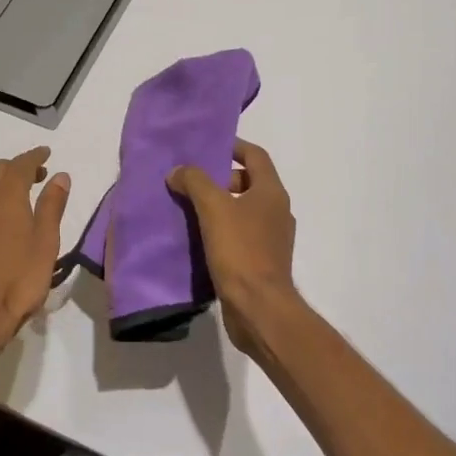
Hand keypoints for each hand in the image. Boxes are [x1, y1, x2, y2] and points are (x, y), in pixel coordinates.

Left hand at [0, 147, 70, 357]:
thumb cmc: (20, 280)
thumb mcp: (46, 242)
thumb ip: (52, 205)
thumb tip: (59, 176)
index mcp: (6, 196)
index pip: (20, 164)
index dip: (34, 157)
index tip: (46, 155)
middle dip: (16, 170)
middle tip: (34, 179)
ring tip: (4, 202)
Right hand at [167, 139, 303, 356]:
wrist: (259, 308)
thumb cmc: (241, 250)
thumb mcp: (213, 208)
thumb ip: (194, 182)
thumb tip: (177, 171)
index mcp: (271, 192)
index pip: (255, 156)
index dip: (234, 146)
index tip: (208, 146)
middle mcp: (277, 211)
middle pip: (249, 182)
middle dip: (221, 179)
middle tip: (192, 182)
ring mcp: (272, 239)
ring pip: (243, 211)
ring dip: (219, 206)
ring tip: (189, 209)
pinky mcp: (262, 262)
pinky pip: (240, 236)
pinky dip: (221, 231)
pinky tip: (198, 239)